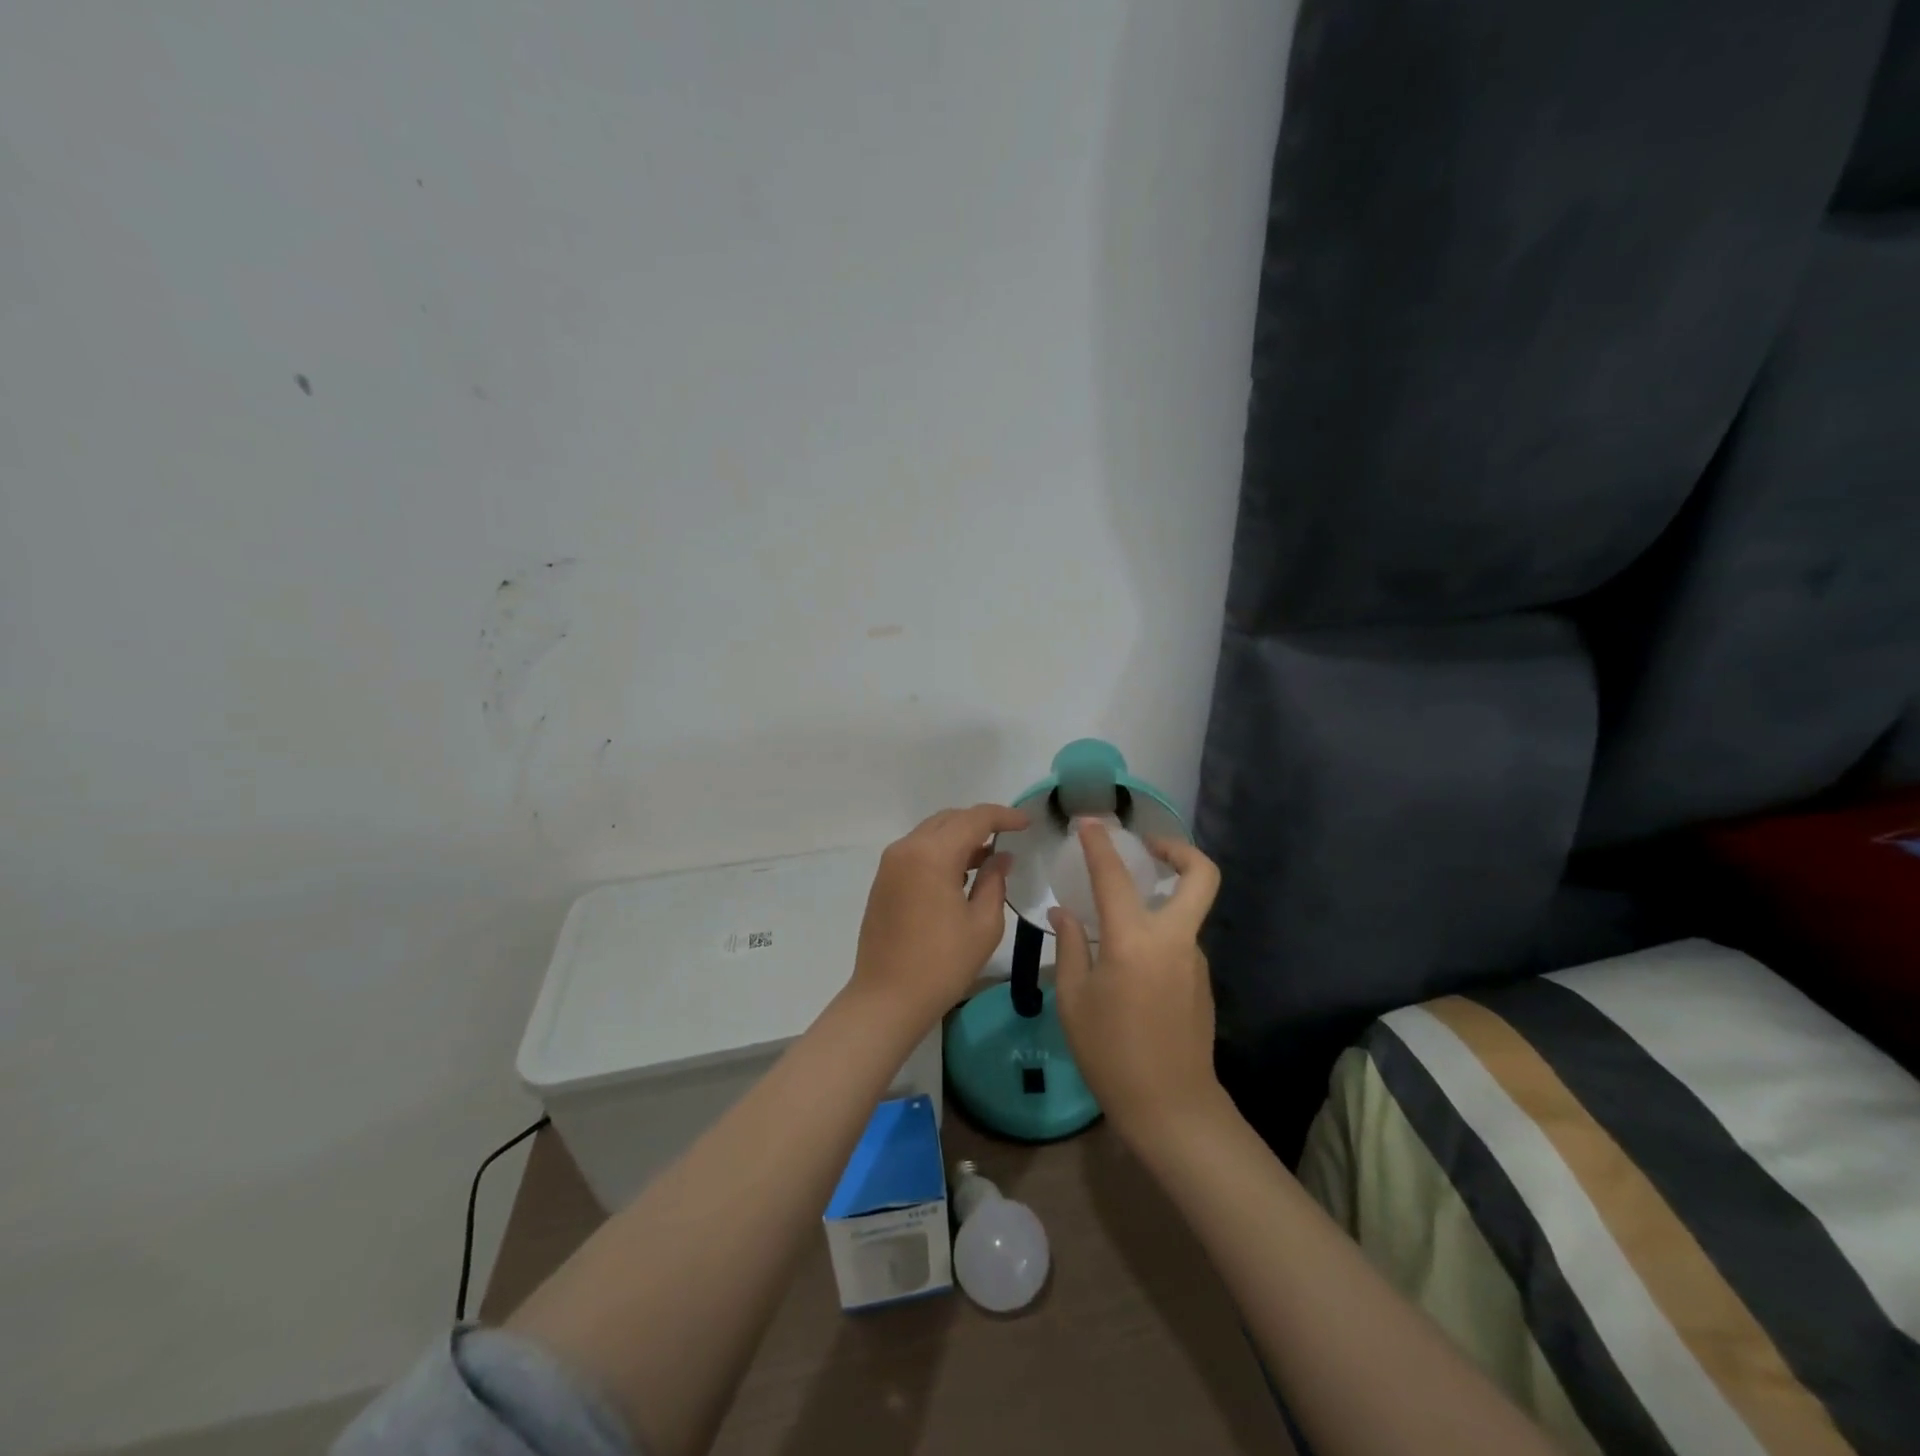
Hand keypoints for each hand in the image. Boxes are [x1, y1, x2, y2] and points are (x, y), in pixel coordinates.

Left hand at [851, 803, 1028, 1029]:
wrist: (887, 999)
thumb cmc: (942, 964)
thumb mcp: (983, 924)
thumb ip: (994, 881)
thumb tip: (1000, 857)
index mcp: (932, 854)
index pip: (974, 819)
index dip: (1003, 816)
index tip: (1026, 823)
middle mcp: (907, 848)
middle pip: (949, 819)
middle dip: (980, 823)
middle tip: (1009, 837)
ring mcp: (890, 864)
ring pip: (931, 833)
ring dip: (960, 837)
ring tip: (989, 856)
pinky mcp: (884, 881)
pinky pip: (917, 851)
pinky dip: (941, 852)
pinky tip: (961, 873)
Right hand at [1052, 824, 1225, 1148]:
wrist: (1172, 1108)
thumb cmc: (1110, 1054)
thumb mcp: (1073, 1000)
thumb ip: (1071, 948)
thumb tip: (1065, 913)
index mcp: (1134, 941)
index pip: (1114, 875)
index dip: (1100, 843)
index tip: (1089, 823)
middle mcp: (1173, 939)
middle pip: (1200, 875)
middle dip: (1179, 849)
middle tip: (1148, 848)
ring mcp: (1195, 959)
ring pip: (1188, 909)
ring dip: (1163, 897)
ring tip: (1120, 913)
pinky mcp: (1202, 979)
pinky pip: (1179, 940)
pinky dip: (1159, 932)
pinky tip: (1130, 959)